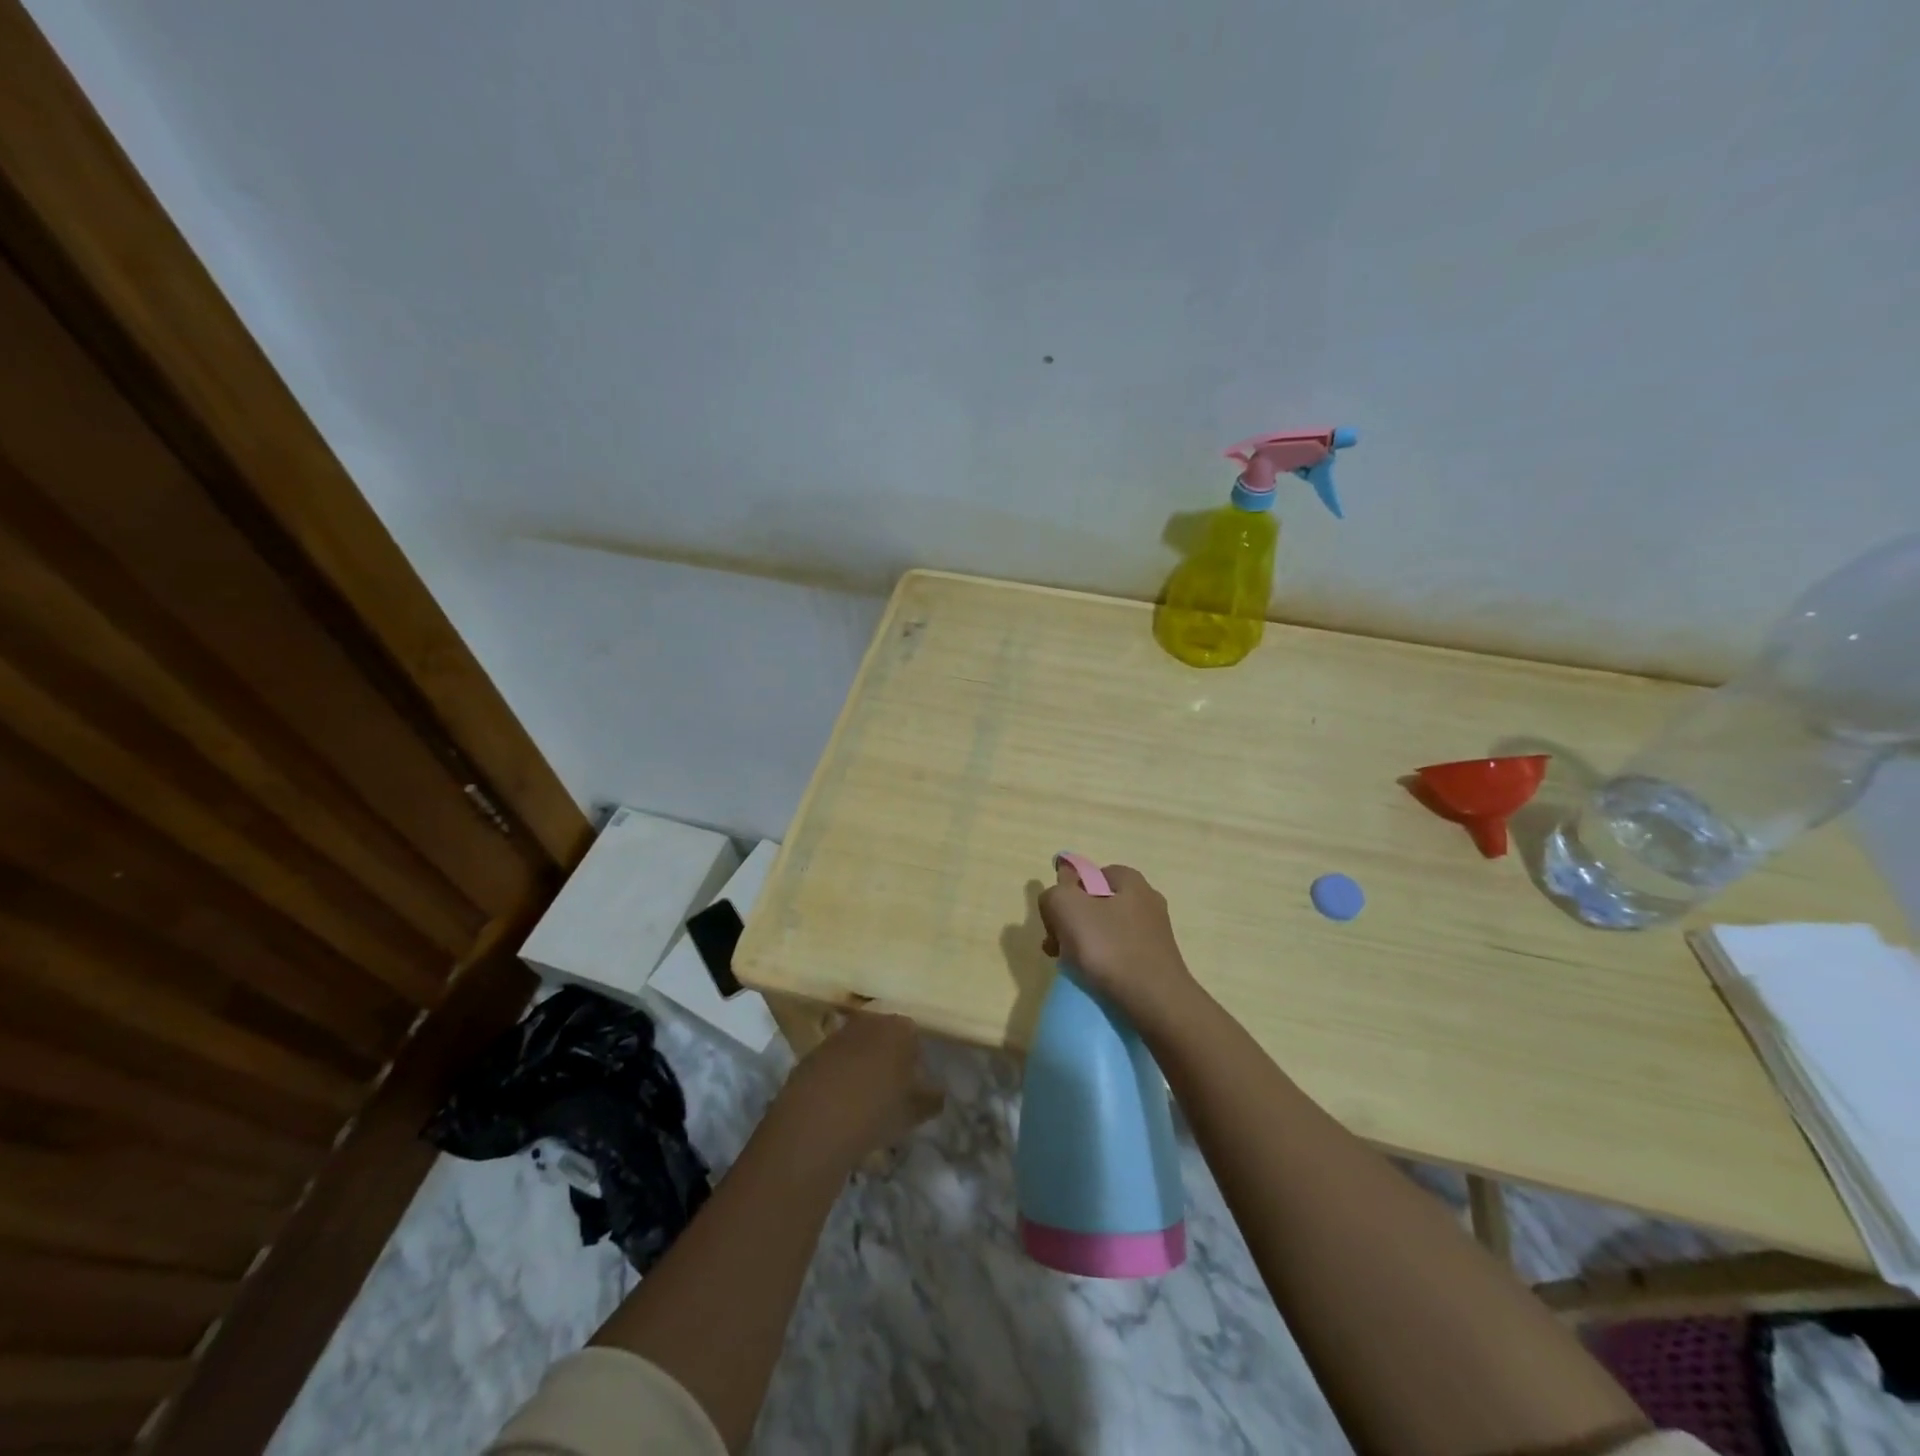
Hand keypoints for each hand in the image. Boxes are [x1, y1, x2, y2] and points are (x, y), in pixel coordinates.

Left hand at [771, 1013, 943, 1167]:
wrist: (816, 1122)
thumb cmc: (876, 1110)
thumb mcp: (914, 1111)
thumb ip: (932, 1099)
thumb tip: (938, 1093)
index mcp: (899, 1028)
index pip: (913, 1037)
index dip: (915, 1062)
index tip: (912, 1087)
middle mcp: (868, 1022)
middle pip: (884, 1037)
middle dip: (888, 1059)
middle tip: (889, 1092)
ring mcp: (837, 1035)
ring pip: (857, 1048)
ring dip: (861, 1067)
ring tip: (862, 1101)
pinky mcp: (811, 1053)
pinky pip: (833, 1062)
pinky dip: (837, 1077)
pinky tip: (837, 1105)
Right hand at [1038, 862, 1197, 1025]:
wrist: (1155, 1002)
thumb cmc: (1109, 948)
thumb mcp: (1065, 907)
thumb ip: (1053, 894)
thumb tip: (1056, 898)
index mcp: (1129, 880)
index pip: (1088, 875)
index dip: (1066, 894)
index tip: (1054, 920)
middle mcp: (1146, 901)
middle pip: (1094, 905)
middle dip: (1070, 923)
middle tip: (1056, 947)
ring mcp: (1154, 933)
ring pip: (1105, 931)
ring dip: (1083, 945)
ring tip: (1070, 967)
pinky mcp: (1156, 962)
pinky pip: (1119, 954)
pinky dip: (1103, 964)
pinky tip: (1093, 979)